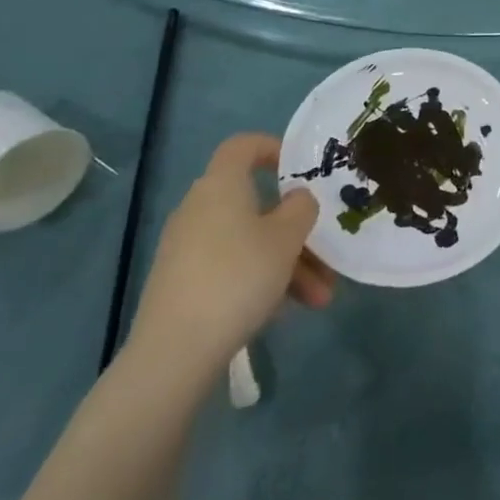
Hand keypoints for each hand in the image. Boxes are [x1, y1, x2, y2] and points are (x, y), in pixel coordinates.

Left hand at [126, 134, 334, 383]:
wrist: (174, 353)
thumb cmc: (237, 277)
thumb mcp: (286, 238)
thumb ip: (301, 207)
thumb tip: (297, 197)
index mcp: (221, 185)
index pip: (243, 145)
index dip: (273, 148)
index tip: (301, 170)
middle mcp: (200, 208)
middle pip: (256, 203)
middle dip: (296, 229)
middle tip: (326, 253)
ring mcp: (188, 248)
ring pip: (249, 241)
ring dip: (288, 263)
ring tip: (320, 298)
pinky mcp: (182, 283)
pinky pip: (232, 266)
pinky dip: (261, 280)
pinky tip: (287, 310)